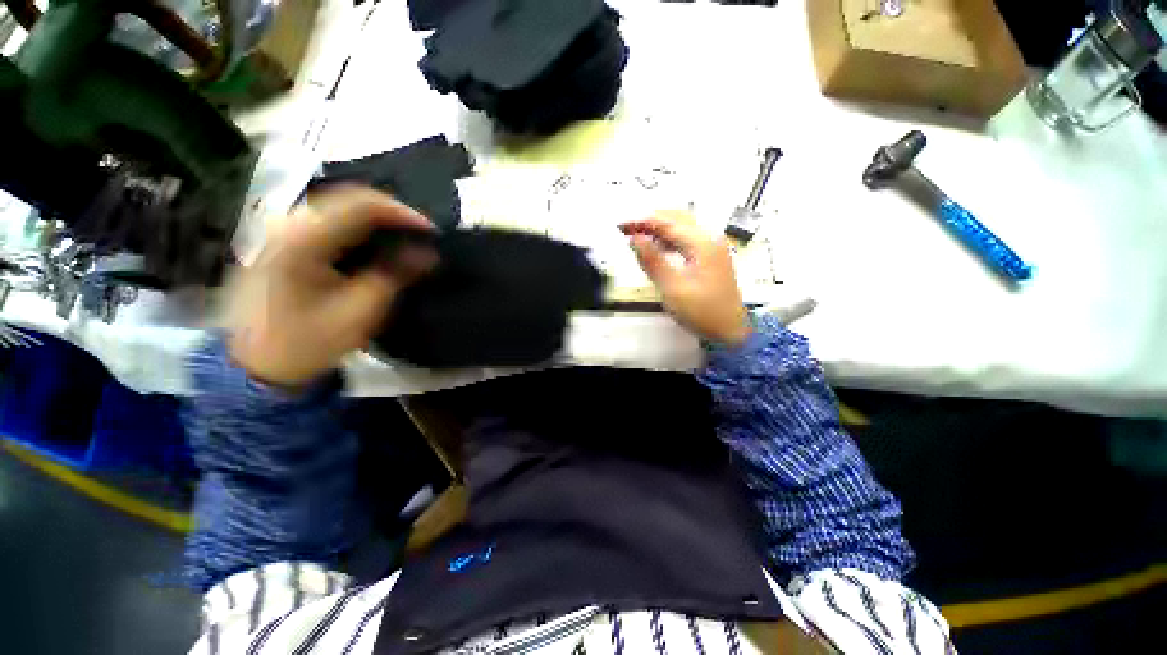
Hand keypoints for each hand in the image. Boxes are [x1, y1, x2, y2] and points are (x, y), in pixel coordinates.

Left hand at [227, 187, 436, 386]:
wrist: (256, 366)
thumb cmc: (308, 342)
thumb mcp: (359, 312)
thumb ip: (395, 275)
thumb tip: (428, 253)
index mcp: (303, 240)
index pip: (360, 205)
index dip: (402, 213)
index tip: (432, 232)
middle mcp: (289, 225)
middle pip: (348, 199)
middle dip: (392, 213)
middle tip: (422, 235)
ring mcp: (284, 233)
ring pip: (340, 209)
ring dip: (377, 220)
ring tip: (406, 239)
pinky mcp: (285, 244)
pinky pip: (330, 223)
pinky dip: (360, 229)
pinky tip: (377, 246)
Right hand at [620, 212, 749, 346]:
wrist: (731, 331)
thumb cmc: (702, 312)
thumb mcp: (673, 289)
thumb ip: (653, 261)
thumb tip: (634, 239)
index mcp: (702, 242)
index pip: (667, 222)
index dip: (641, 221)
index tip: (620, 226)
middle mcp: (709, 238)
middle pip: (676, 218)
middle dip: (649, 220)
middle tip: (626, 230)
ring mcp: (712, 247)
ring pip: (682, 227)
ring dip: (659, 229)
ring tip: (637, 237)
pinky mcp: (711, 257)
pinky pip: (687, 239)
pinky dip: (669, 239)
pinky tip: (657, 248)